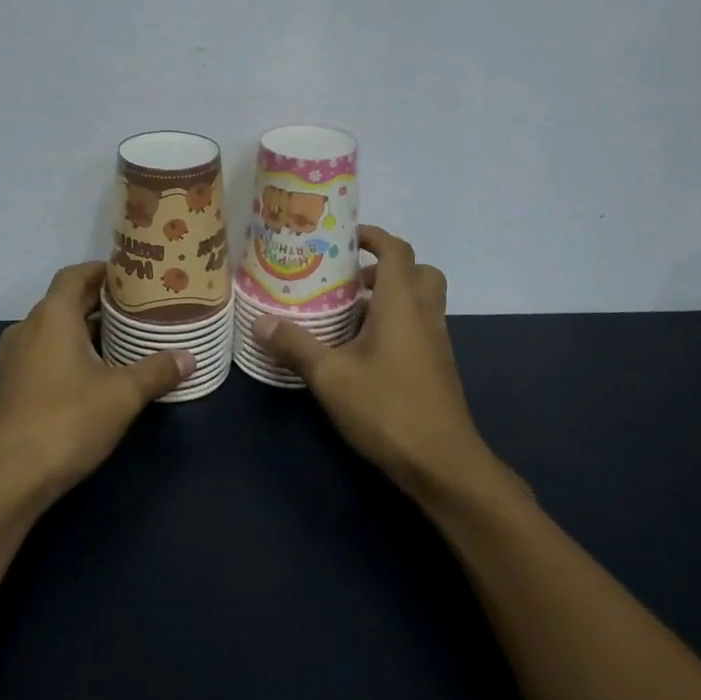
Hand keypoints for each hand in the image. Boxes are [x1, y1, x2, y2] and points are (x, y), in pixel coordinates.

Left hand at [0, 263, 191, 509]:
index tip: (132, 277)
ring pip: (54, 331)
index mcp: (51, 317)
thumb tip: (189, 357)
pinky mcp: (9, 387)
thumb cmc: (67, 422)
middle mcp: (27, 329)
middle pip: (65, 301)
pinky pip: (44, 355)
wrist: (7, 479)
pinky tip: (95, 377)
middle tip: (139, 309)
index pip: (75, 275)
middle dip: (100, 303)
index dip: (102, 271)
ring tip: (124, 342)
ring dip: (85, 331)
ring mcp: (13, 359)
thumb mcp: (122, 395)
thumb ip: (157, 371)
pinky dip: (69, 354)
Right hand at [251, 227, 509, 500]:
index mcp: (402, 303)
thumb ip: (295, 345)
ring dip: (389, 297)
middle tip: (349, 278)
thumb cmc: (386, 408)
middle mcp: (424, 314)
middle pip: (418, 272)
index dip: (374, 236)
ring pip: (420, 301)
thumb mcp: (330, 376)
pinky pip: (418, 327)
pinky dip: (395, 323)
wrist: (441, 463)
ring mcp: (435, 342)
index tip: (345, 237)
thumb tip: (259, 322)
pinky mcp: (436, 367)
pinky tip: (362, 350)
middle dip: (385, 267)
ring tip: (347, 314)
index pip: (397, 250)